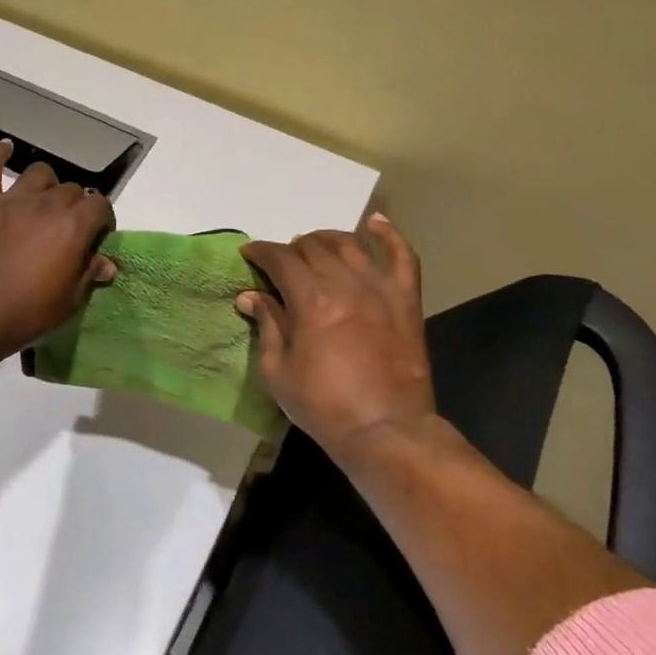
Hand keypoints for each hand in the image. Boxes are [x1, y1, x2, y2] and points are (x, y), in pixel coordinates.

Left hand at [0, 140, 117, 358]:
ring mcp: (11, 199)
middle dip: (77, 206)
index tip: (97, 237)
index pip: (100, 205)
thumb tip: (107, 262)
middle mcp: (46, 204)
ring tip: (43, 203)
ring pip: (39, 173)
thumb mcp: (68, 302)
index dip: (103, 219)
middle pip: (71, 189)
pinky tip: (5, 148)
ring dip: (47, 185)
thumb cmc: (24, 314)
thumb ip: (88, 275)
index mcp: (72, 227)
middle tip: (68, 229)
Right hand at [238, 214, 438, 463]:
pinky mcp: (406, 301)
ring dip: (325, 239)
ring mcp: (380, 289)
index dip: (260, 252)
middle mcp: (345, 283)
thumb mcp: (278, 371)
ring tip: (314, 246)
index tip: (248, 255)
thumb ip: (267, 326)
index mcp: (311, 300)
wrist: (387, 431)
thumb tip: (250, 296)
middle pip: (313, 247)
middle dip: (290, 249)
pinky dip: (388, 235)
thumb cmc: (324, 406)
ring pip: (349, 244)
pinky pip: (402, 256)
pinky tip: (374, 223)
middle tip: (281, 264)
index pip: (279, 259)